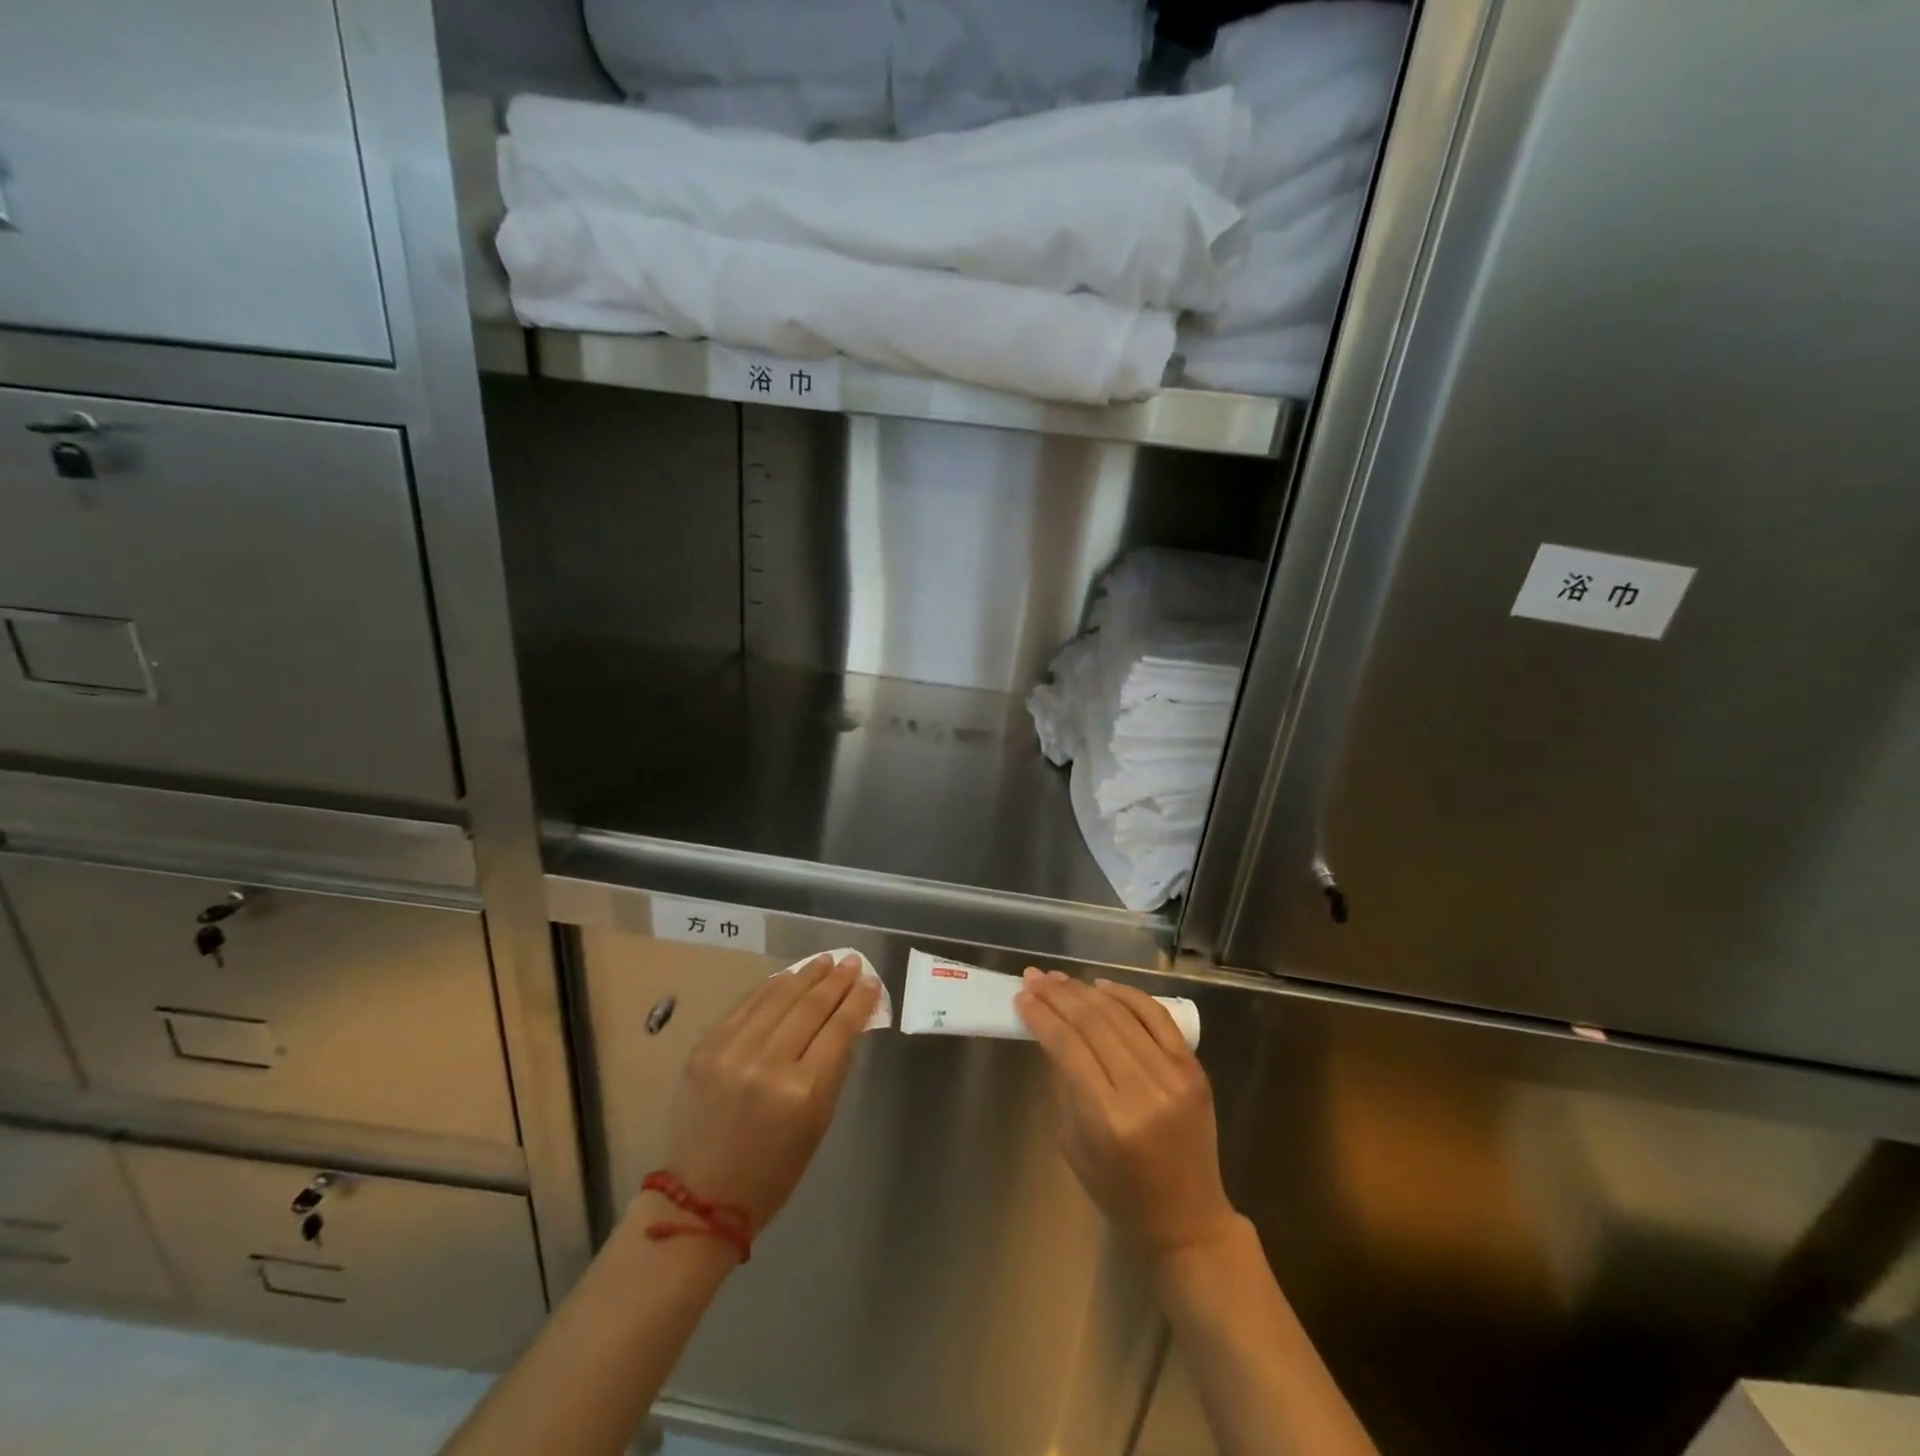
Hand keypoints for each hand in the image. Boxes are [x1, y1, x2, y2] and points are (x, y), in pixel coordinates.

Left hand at [660, 954, 879, 1232]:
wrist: (701, 1197)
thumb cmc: (773, 1171)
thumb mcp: (818, 1123)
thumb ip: (833, 1068)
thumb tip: (847, 1021)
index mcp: (803, 1092)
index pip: (839, 1029)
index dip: (858, 1000)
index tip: (872, 981)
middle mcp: (767, 1064)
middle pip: (810, 1007)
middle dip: (836, 980)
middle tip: (853, 962)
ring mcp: (732, 1052)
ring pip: (778, 998)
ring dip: (805, 975)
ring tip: (825, 961)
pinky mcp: (705, 1048)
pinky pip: (746, 1006)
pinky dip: (771, 988)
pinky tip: (787, 978)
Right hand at [1016, 970, 1240, 1259]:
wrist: (1188, 1218)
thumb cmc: (1120, 1191)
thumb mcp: (1073, 1144)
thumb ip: (1065, 1084)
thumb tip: (1051, 1031)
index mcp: (1109, 1119)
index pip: (1068, 1047)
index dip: (1042, 1017)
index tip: (1022, 997)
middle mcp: (1144, 1090)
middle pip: (1093, 1023)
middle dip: (1058, 996)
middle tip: (1034, 978)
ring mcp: (1174, 1075)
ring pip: (1121, 1013)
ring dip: (1085, 990)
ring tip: (1059, 978)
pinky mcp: (1193, 1068)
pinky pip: (1156, 1017)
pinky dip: (1127, 995)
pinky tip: (1102, 985)